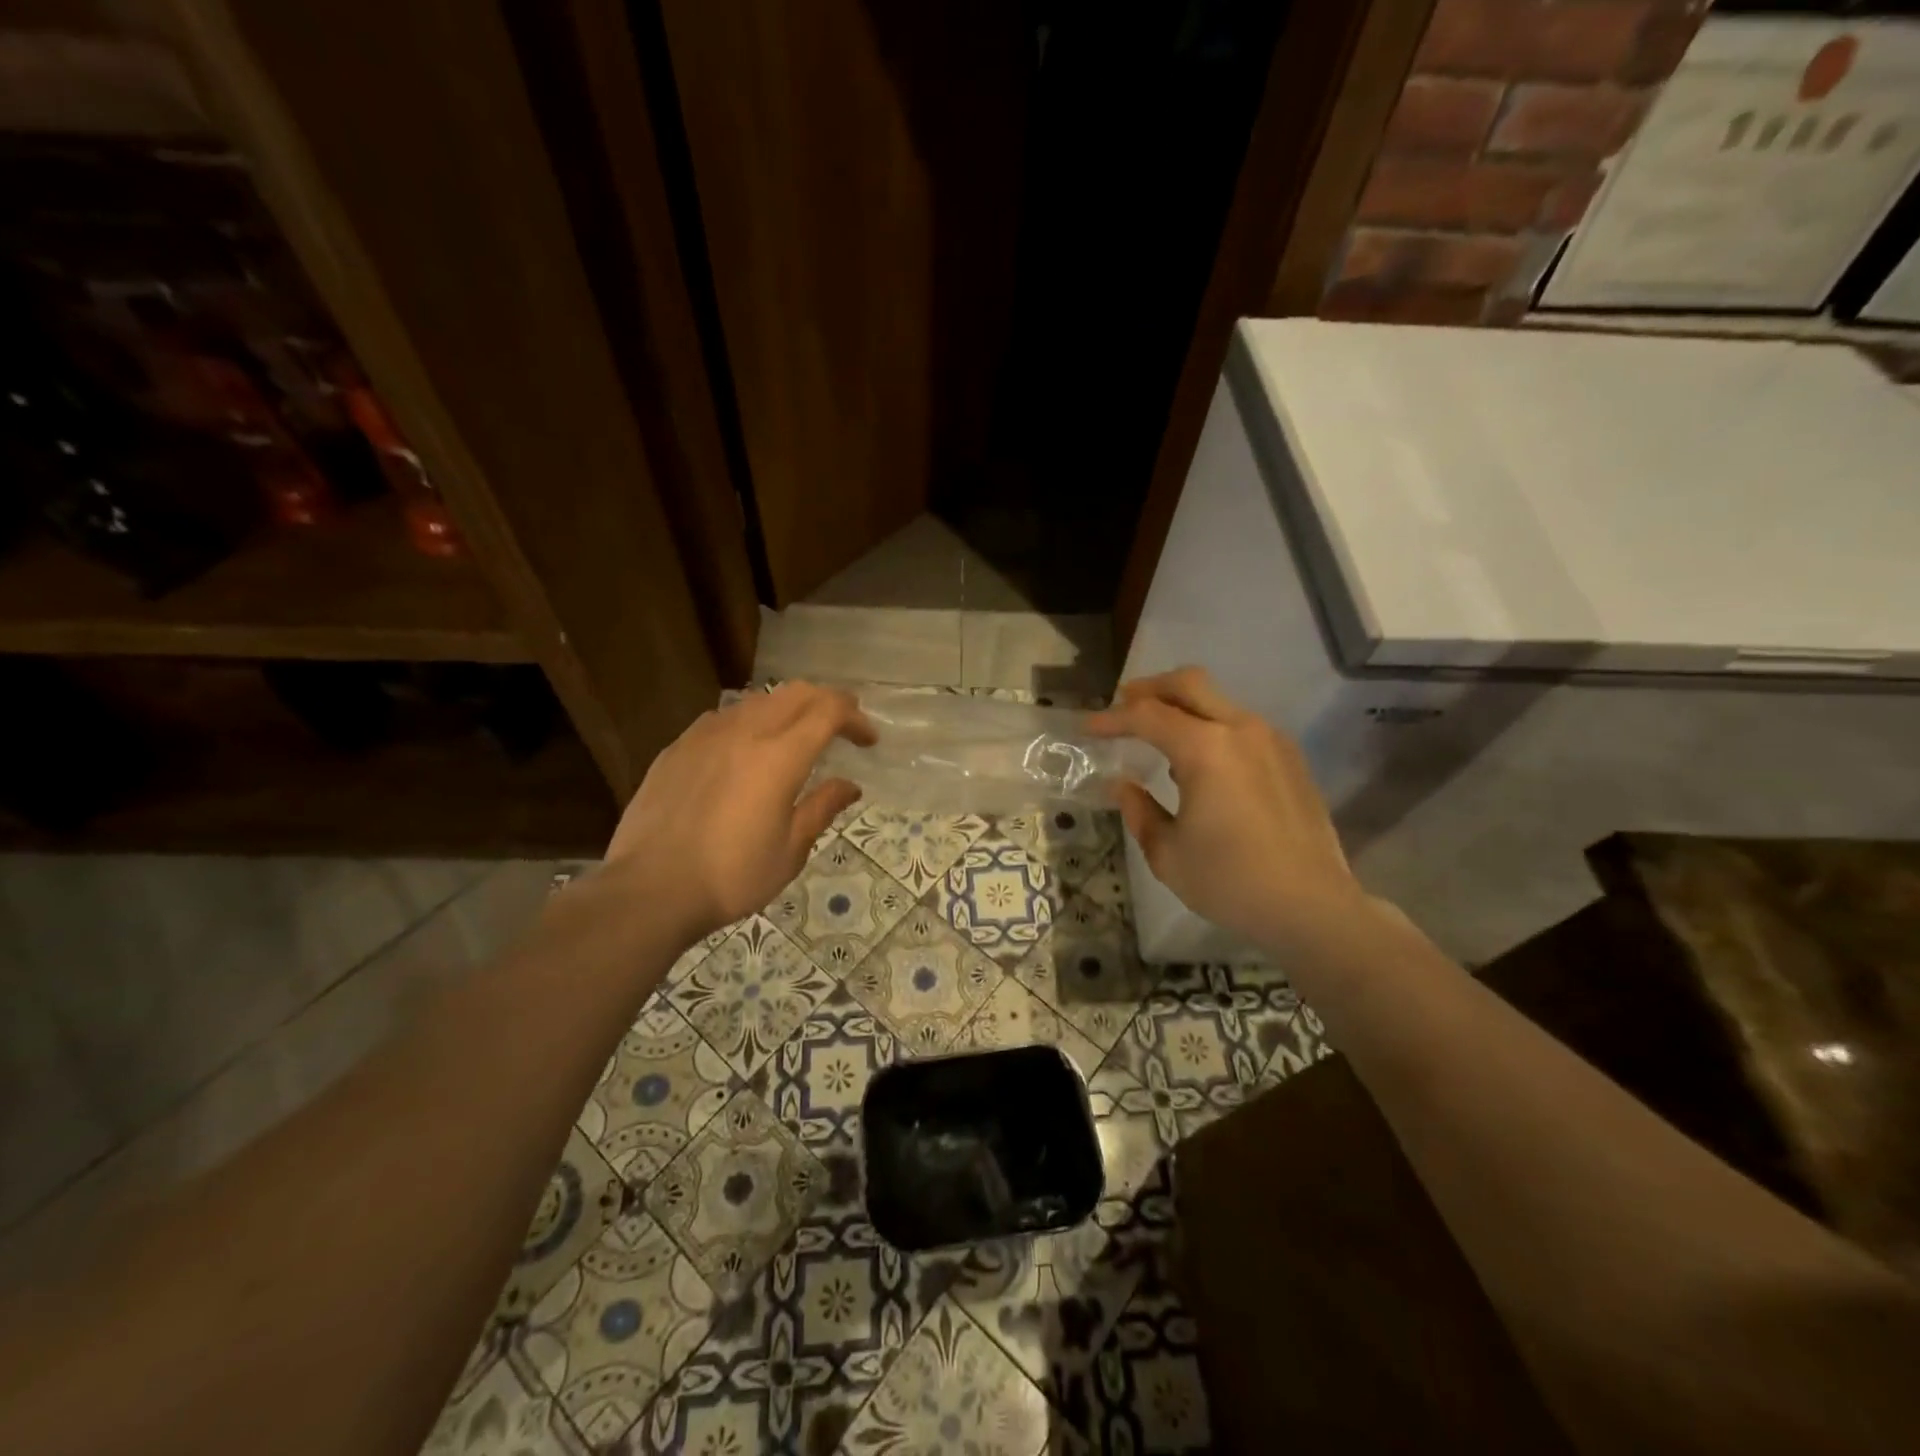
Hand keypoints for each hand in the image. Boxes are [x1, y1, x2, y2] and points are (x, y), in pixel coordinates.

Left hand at [601, 683, 875, 942]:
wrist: (650, 890)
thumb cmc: (732, 876)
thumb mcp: (790, 850)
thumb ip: (822, 808)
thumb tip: (849, 785)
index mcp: (779, 756)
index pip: (828, 711)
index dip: (855, 718)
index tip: (868, 740)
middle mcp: (744, 732)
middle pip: (795, 693)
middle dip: (826, 701)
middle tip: (842, 724)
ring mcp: (705, 735)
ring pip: (757, 700)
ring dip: (787, 709)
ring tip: (795, 735)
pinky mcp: (677, 748)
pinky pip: (722, 717)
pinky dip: (749, 721)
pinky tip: (745, 749)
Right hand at [1087, 667, 1375, 955]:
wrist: (1313, 908)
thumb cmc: (1231, 882)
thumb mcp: (1168, 854)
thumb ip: (1139, 811)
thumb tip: (1122, 786)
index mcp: (1206, 749)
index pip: (1147, 715)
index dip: (1112, 719)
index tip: (1088, 728)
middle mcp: (1240, 730)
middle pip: (1189, 684)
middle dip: (1150, 689)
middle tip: (1123, 706)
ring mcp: (1271, 740)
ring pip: (1218, 701)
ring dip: (1183, 708)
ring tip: (1158, 737)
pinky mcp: (1290, 758)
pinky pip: (1240, 725)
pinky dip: (1211, 727)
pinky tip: (1201, 764)